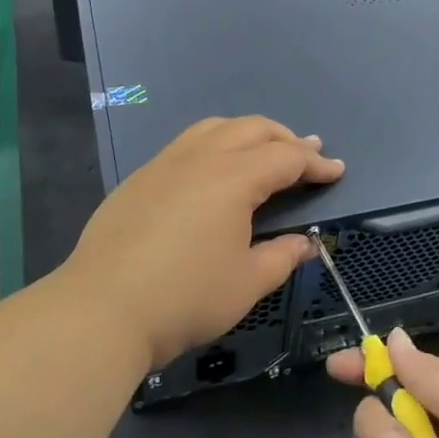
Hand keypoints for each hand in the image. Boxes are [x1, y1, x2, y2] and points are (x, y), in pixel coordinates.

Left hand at [63, 116, 343, 370]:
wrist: (101, 309)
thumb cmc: (185, 298)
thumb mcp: (247, 284)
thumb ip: (282, 256)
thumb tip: (306, 243)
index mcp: (233, 178)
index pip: (286, 158)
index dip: (316, 163)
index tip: (336, 171)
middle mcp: (200, 158)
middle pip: (252, 129)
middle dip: (285, 138)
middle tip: (307, 155)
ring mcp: (165, 164)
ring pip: (215, 128)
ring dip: (247, 133)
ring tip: (263, 151)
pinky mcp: (140, 178)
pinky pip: (187, 144)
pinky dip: (215, 144)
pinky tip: (214, 171)